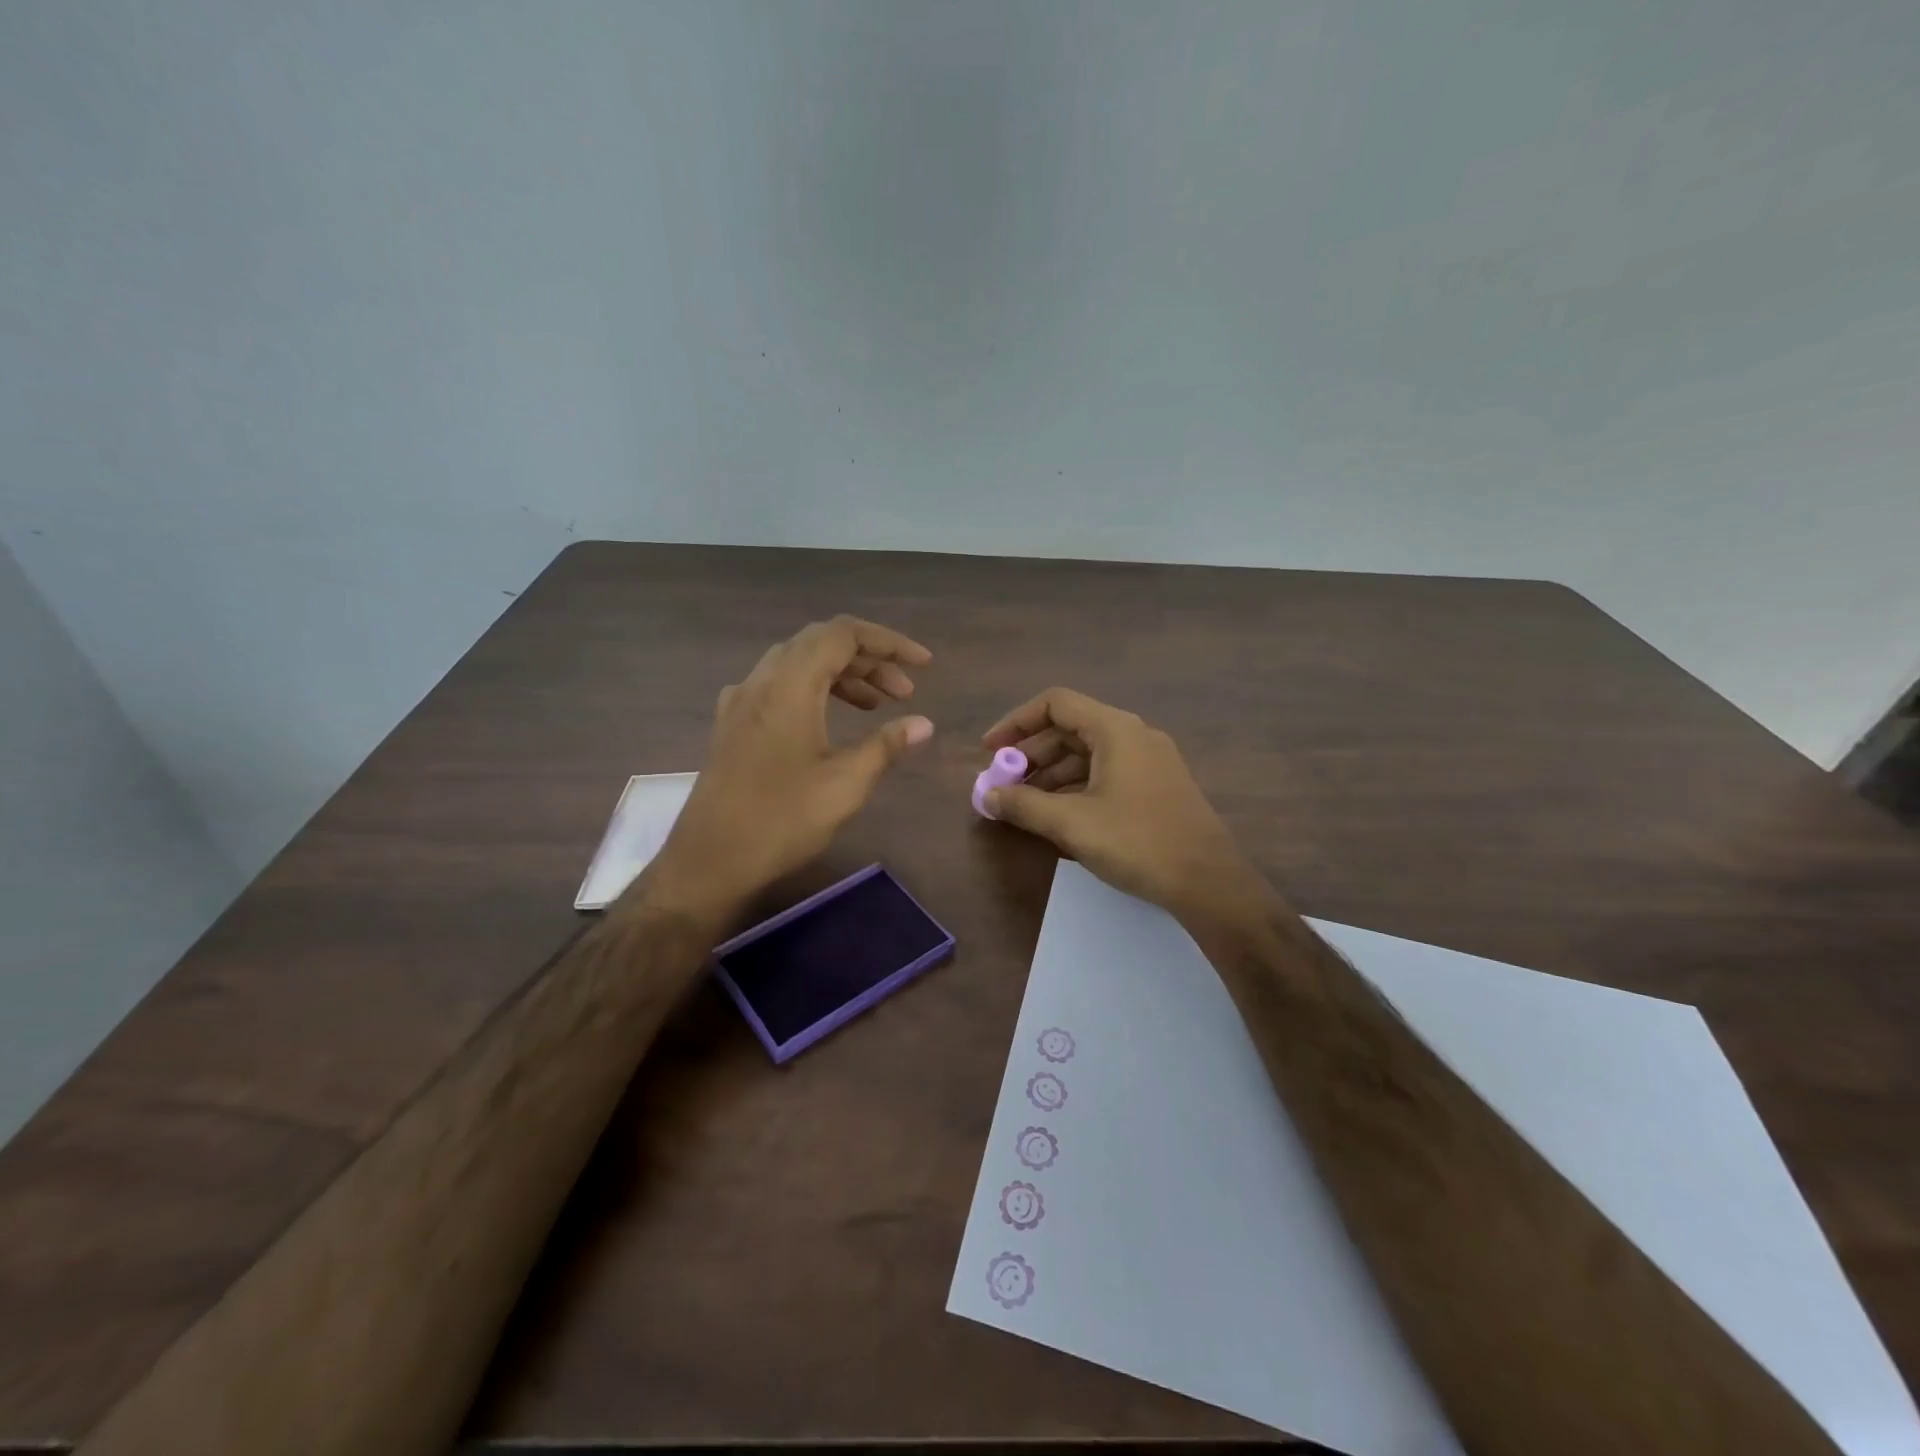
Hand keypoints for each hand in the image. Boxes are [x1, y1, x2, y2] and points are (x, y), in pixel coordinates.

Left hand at [649, 617, 933, 916]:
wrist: (709, 861)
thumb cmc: (781, 820)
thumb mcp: (845, 784)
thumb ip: (886, 746)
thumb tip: (924, 724)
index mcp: (790, 685)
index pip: (843, 634)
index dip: (889, 642)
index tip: (924, 665)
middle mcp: (761, 681)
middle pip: (820, 643)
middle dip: (869, 659)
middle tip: (904, 692)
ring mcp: (741, 701)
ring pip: (798, 663)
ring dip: (841, 675)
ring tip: (875, 706)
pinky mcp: (732, 724)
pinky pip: (777, 685)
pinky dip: (813, 689)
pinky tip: (826, 719)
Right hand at [981, 688, 1267, 922]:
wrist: (1209, 881)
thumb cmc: (1137, 842)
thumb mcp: (1071, 823)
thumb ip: (1023, 804)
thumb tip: (987, 795)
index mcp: (1115, 729)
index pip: (1055, 704)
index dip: (1016, 722)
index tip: (990, 751)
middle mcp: (1134, 735)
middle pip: (1070, 728)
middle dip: (1031, 754)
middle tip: (1004, 783)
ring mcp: (1149, 761)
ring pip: (1088, 754)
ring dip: (1051, 773)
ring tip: (1024, 804)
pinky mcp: (1156, 787)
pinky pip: (1106, 773)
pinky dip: (1076, 786)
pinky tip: (1059, 815)